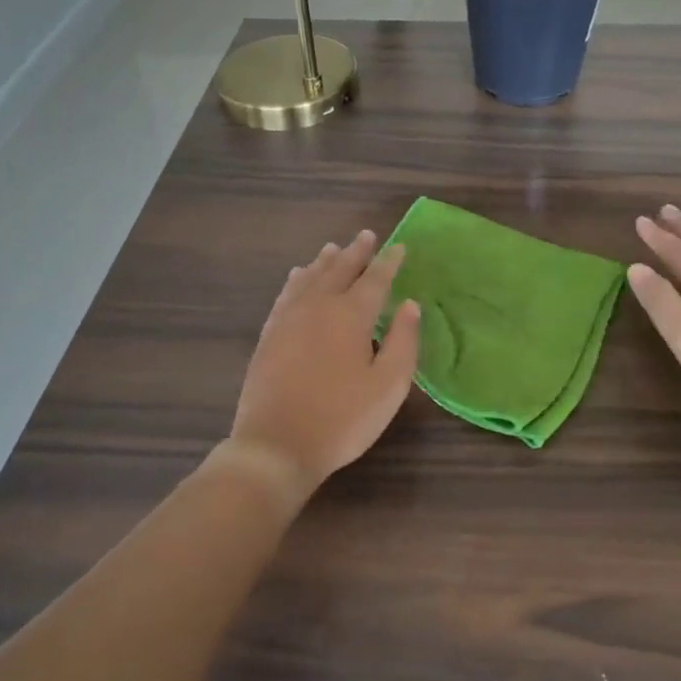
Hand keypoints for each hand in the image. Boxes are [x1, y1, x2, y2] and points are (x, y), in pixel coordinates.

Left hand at [229, 229, 421, 494]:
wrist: (276, 445)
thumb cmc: (341, 419)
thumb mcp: (388, 386)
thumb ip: (403, 341)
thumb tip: (411, 305)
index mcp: (350, 315)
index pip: (375, 279)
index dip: (389, 262)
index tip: (399, 247)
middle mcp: (318, 306)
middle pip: (339, 269)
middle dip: (356, 252)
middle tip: (367, 235)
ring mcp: (289, 318)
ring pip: (309, 277)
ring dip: (325, 261)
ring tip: (334, 249)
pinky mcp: (270, 334)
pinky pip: (286, 293)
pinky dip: (297, 279)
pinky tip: (299, 277)